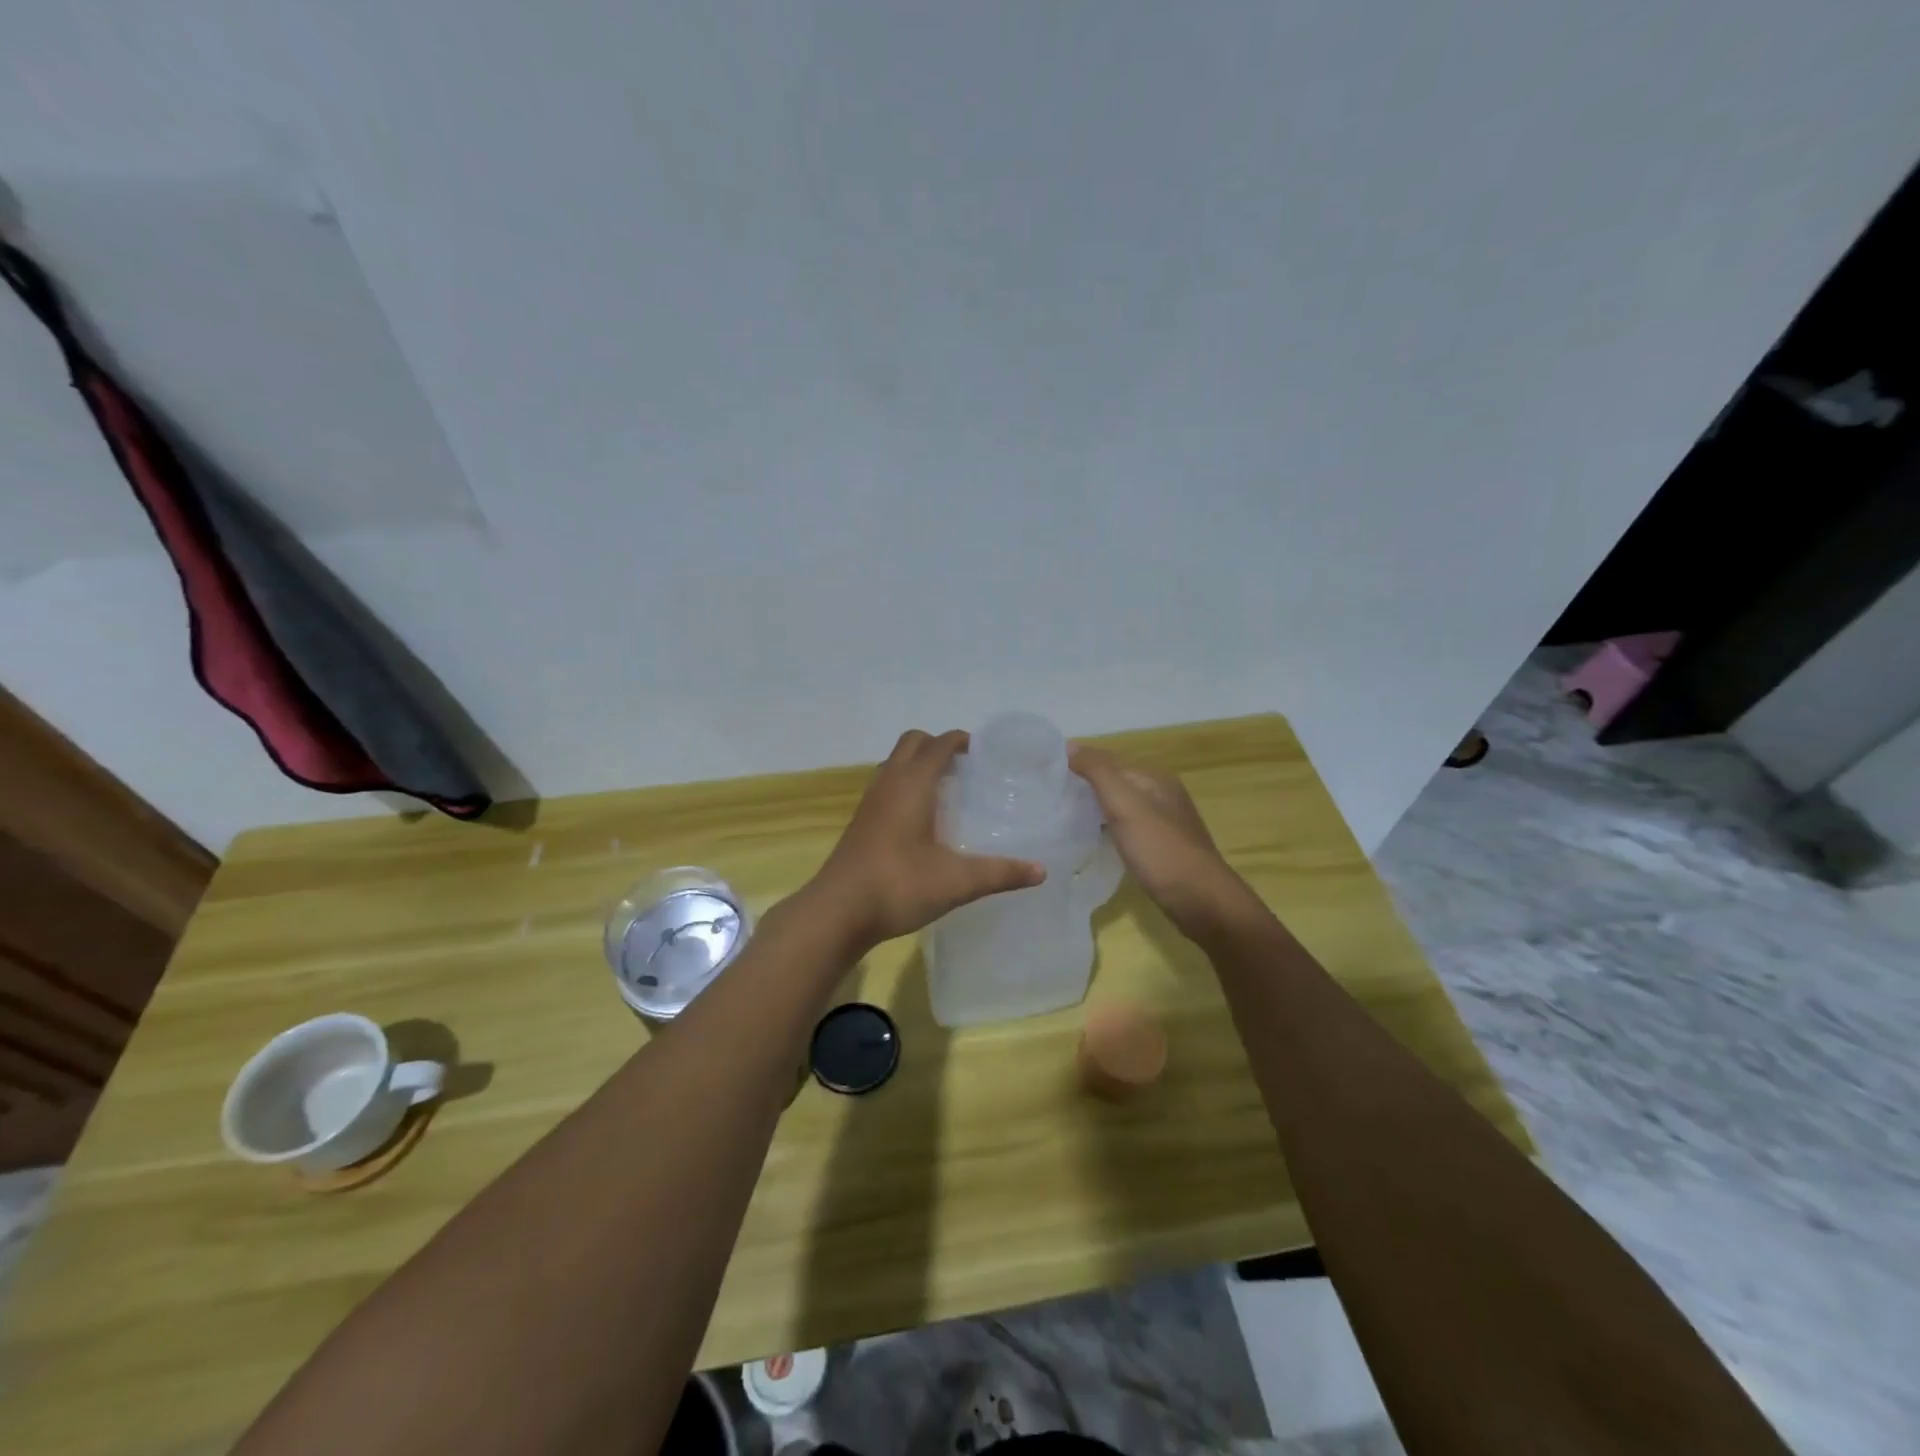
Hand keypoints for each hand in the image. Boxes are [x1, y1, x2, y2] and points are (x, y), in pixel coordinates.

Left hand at [808, 730, 1044, 952]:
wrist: (838, 912)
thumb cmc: (899, 885)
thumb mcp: (957, 882)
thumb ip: (1000, 873)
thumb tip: (1041, 871)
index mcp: (912, 784)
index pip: (939, 744)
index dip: (962, 741)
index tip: (985, 752)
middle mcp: (889, 783)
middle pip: (912, 743)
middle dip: (938, 746)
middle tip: (966, 768)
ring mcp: (870, 801)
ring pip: (894, 763)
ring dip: (918, 764)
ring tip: (947, 789)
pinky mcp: (861, 822)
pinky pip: (886, 786)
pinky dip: (905, 785)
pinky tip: (922, 819)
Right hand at [1069, 744, 1250, 937]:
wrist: (1200, 901)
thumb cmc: (1160, 849)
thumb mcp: (1125, 804)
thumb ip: (1098, 771)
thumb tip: (1070, 745)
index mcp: (1155, 779)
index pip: (1109, 763)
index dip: (1080, 768)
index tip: (1046, 781)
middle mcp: (1163, 796)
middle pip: (1116, 785)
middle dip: (1086, 791)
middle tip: (1050, 803)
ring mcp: (1166, 825)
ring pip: (1122, 810)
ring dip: (1097, 813)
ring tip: (1065, 823)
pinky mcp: (1164, 851)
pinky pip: (1129, 832)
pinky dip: (1110, 833)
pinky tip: (1094, 845)